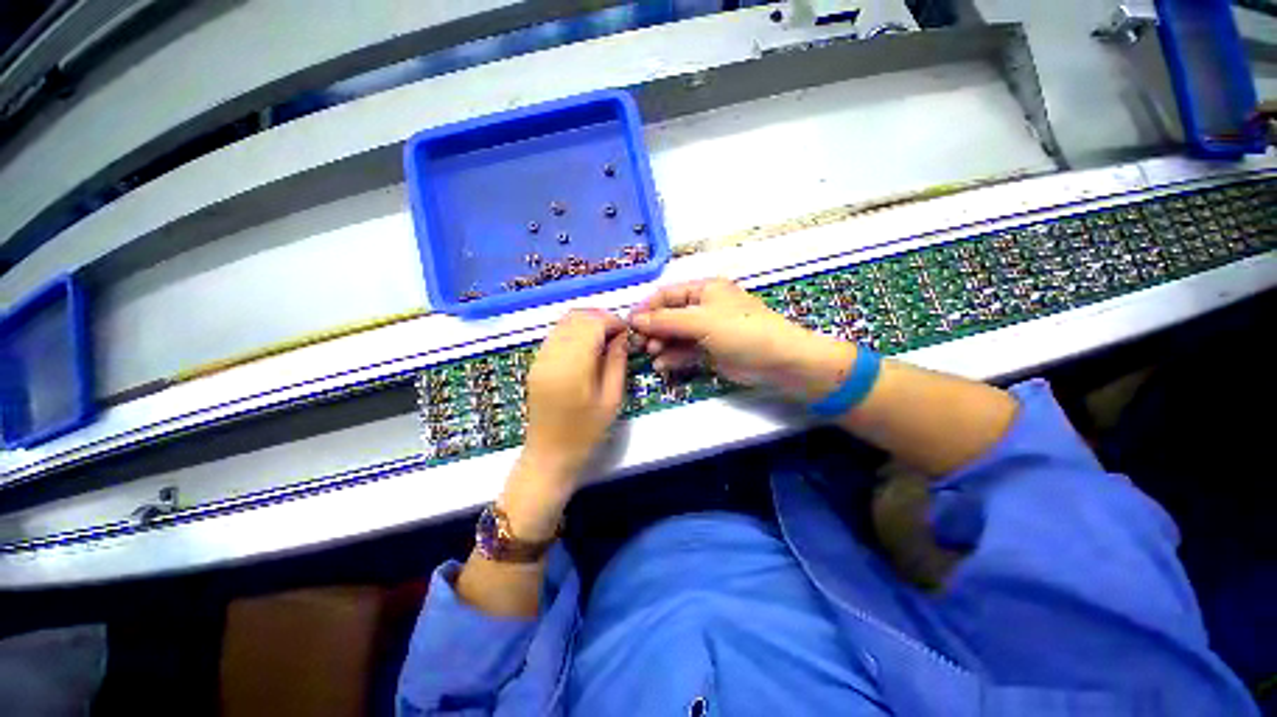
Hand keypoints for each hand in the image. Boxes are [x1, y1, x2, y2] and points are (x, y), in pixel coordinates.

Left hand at [501, 309, 628, 539]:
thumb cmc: (586, 433)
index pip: (591, 324)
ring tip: (605, 339)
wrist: (549, 455)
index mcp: (572, 367)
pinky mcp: (535, 363)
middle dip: (600, 318)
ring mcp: (539, 358)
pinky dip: (574, 331)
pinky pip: (556, 334)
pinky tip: (587, 347)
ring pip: (564, 322)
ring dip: (587, 323)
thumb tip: (621, 335)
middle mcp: (551, 356)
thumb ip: (617, 362)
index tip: (626, 332)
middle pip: (576, 317)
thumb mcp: (611, 399)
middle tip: (618, 334)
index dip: (611, 321)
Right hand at [629, 278, 854, 402]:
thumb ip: (666, 320)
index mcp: (704, 290)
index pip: (667, 295)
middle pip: (669, 316)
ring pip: (675, 335)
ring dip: (661, 345)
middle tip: (639, 345)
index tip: (629, 324)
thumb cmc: (740, 331)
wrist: (778, 360)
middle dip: (653, 329)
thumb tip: (635, 319)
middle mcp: (703, 307)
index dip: (647, 308)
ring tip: (651, 356)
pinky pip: (685, 351)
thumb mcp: (701, 321)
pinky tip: (663, 366)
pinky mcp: (709, 351)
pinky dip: (673, 357)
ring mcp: (706, 330)